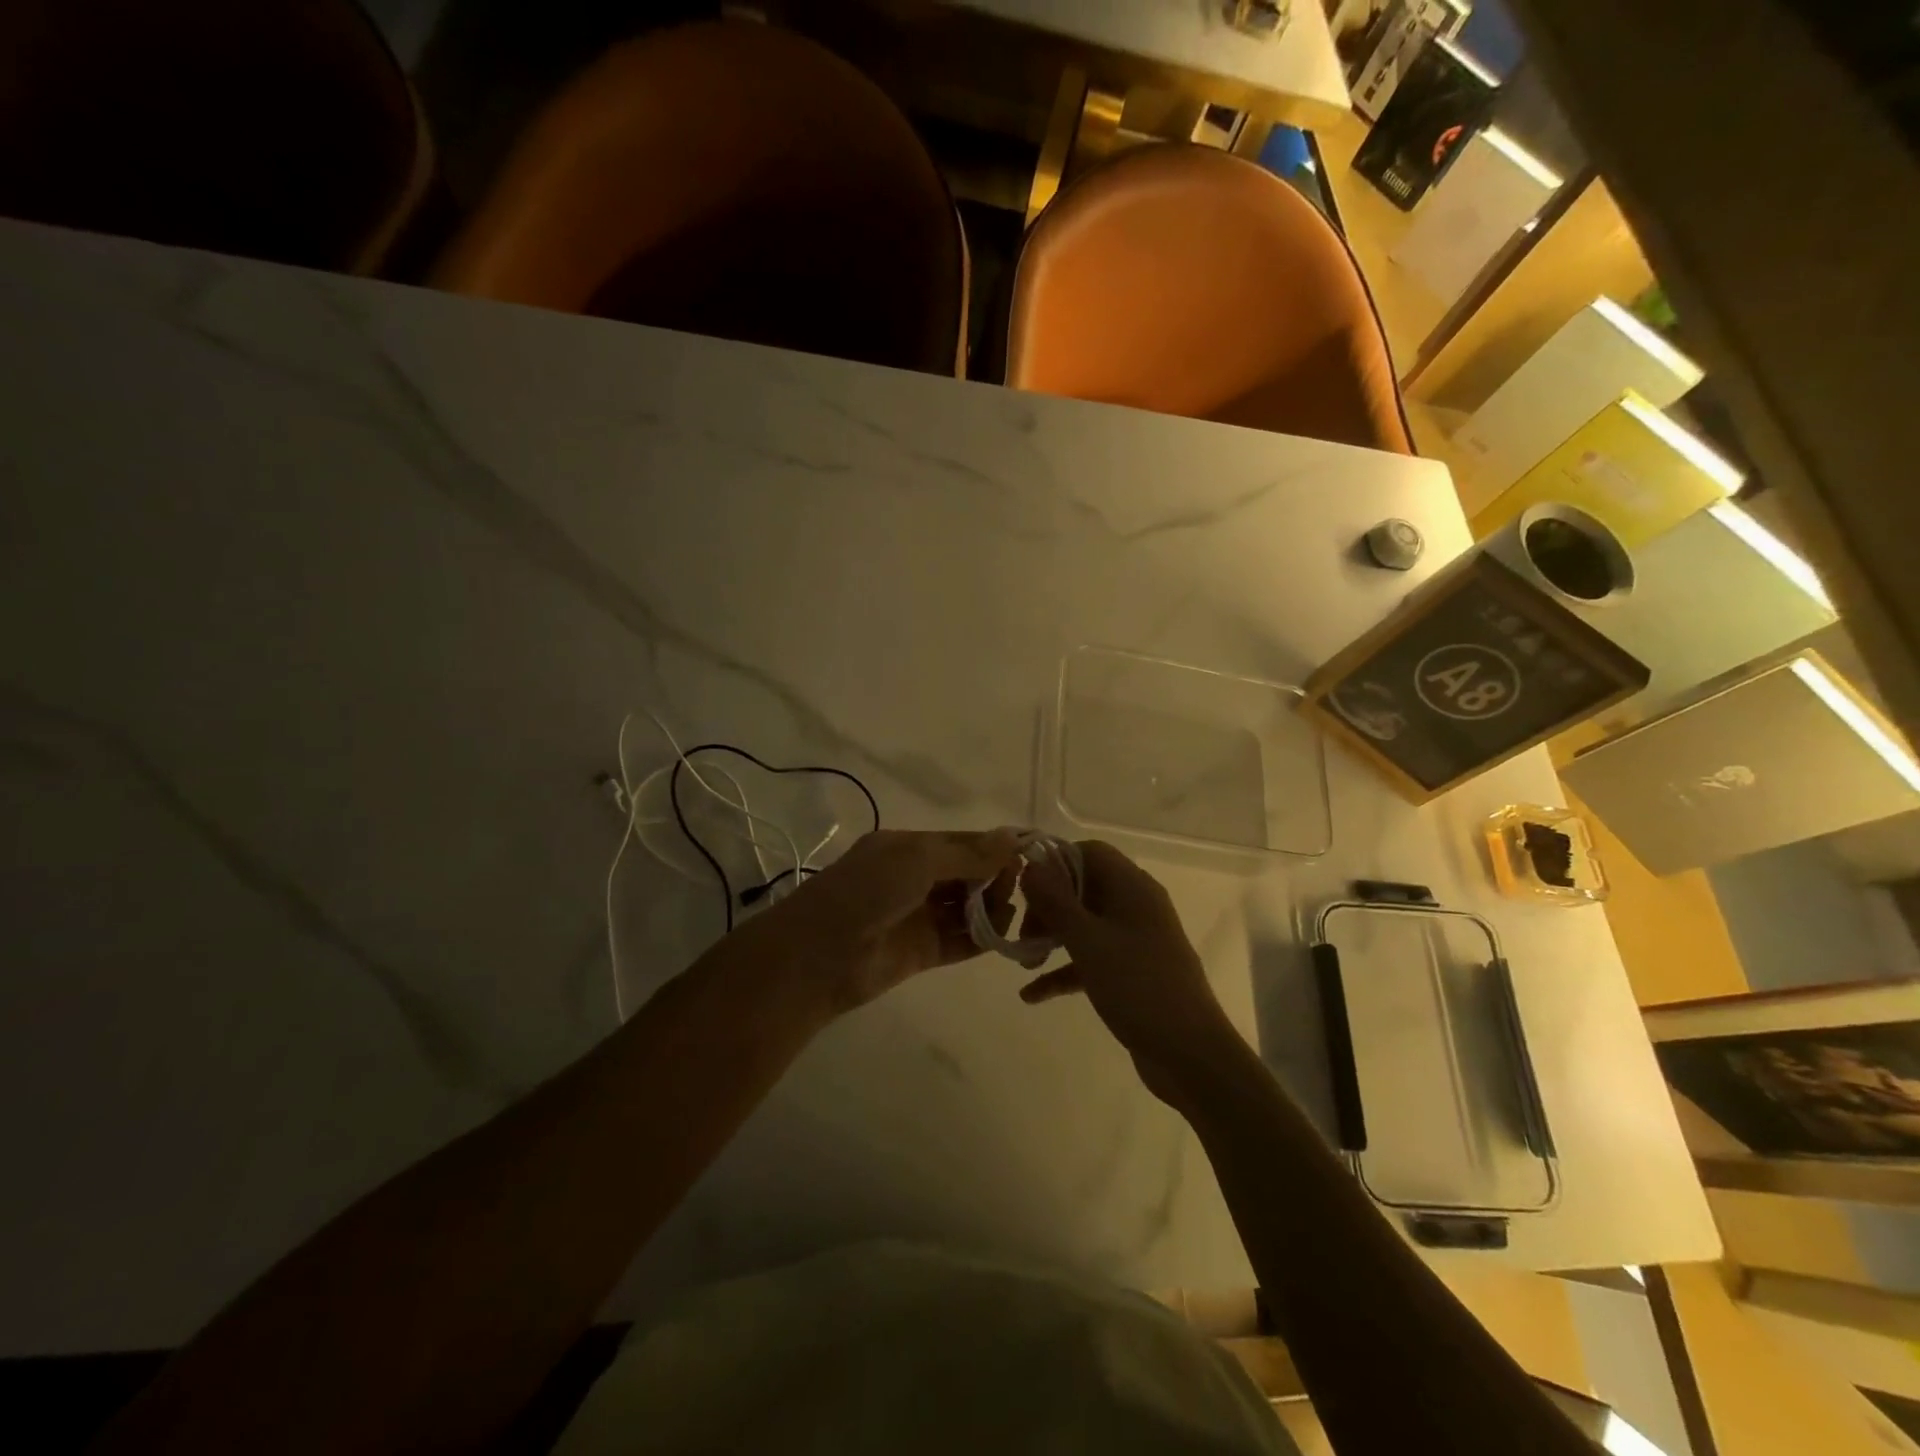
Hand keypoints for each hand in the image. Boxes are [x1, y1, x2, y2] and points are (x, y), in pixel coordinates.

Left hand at [761, 828, 1020, 1012]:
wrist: (818, 956)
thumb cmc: (867, 892)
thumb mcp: (917, 859)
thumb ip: (967, 853)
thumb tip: (1013, 837)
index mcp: (908, 848)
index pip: (962, 843)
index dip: (994, 848)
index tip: (1028, 855)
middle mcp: (914, 879)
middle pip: (968, 875)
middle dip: (994, 879)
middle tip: (1013, 889)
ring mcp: (918, 916)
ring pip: (966, 908)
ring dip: (991, 909)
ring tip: (1006, 915)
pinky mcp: (922, 953)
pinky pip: (960, 941)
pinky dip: (982, 938)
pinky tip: (1001, 938)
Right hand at [1019, 840, 1245, 1103]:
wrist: (1190, 1055)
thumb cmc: (1139, 987)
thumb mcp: (1089, 942)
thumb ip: (1056, 902)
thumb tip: (1030, 867)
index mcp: (1132, 887)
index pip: (1089, 852)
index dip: (1055, 864)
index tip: (1025, 889)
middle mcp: (1135, 906)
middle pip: (1082, 888)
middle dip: (1047, 906)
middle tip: (1022, 933)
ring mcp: (1135, 941)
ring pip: (1084, 924)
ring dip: (1052, 937)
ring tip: (1023, 961)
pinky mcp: (1131, 973)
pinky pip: (1090, 959)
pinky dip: (1064, 970)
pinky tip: (1032, 995)